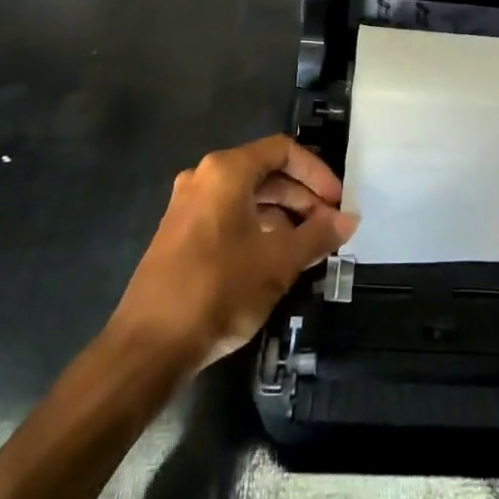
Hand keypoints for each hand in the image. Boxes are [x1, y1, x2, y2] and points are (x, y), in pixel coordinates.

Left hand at [110, 135, 355, 374]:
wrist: (149, 346)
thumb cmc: (219, 289)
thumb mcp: (279, 261)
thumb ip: (318, 235)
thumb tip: (349, 219)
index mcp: (227, 171)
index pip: (283, 151)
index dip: (317, 172)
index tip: (338, 202)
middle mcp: (204, 178)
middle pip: (265, 172)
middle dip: (302, 196)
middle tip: (329, 225)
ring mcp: (187, 206)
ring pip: (247, 196)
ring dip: (283, 214)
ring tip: (310, 244)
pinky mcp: (179, 234)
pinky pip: (228, 216)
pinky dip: (258, 227)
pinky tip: (277, 258)